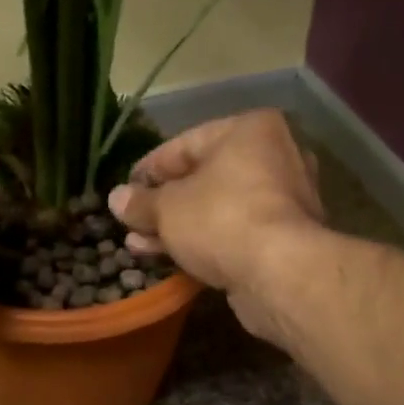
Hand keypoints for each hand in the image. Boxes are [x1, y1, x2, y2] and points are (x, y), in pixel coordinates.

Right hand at [108, 109, 326, 339]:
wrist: (280, 274)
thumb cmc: (221, 220)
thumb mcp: (168, 209)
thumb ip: (140, 202)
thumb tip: (117, 198)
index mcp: (251, 130)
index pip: (187, 143)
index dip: (150, 168)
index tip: (125, 190)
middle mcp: (276, 156)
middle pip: (205, 178)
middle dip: (164, 204)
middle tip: (132, 223)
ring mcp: (286, 200)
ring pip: (219, 209)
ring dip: (179, 227)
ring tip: (140, 245)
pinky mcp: (286, 238)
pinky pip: (235, 233)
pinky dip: (206, 242)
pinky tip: (174, 258)